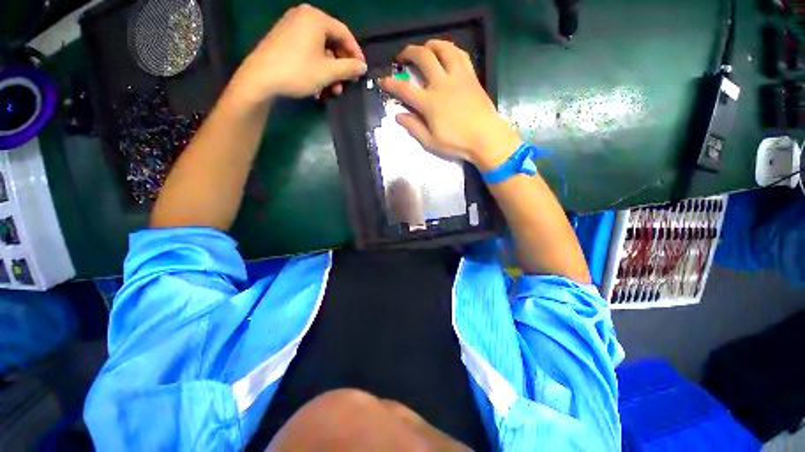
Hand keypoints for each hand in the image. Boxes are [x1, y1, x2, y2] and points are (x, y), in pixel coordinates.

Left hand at [228, 4, 365, 104]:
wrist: (260, 78)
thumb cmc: (298, 71)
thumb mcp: (328, 72)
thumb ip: (349, 68)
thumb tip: (362, 67)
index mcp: (316, 18)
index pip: (344, 33)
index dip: (356, 53)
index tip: (361, 71)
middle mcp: (303, 17)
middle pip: (332, 42)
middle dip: (340, 67)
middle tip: (345, 84)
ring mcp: (291, 27)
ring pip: (320, 50)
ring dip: (329, 72)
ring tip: (332, 91)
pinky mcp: (283, 39)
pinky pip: (308, 51)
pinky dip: (316, 68)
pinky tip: (317, 85)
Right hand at [380, 40, 520, 170]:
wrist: (486, 138)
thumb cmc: (457, 143)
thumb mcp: (431, 142)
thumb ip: (413, 127)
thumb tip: (398, 116)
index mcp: (430, 103)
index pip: (405, 89)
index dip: (391, 84)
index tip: (383, 81)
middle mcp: (442, 84)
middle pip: (423, 57)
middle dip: (408, 53)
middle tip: (402, 58)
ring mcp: (458, 77)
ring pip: (443, 48)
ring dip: (430, 45)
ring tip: (424, 50)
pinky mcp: (471, 76)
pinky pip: (460, 54)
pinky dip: (450, 49)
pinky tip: (446, 53)